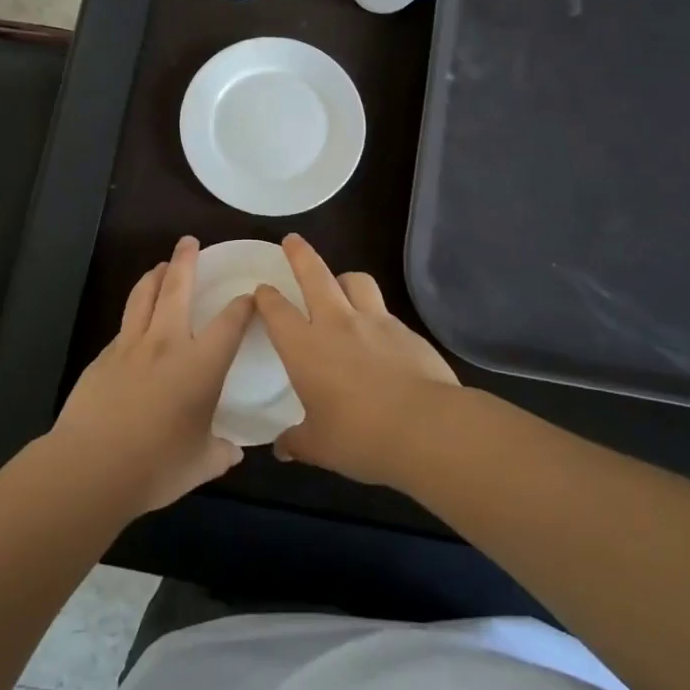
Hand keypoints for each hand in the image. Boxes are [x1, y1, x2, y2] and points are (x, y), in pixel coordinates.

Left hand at [51, 237, 251, 515]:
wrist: (92, 466)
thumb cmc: (157, 465)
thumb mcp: (200, 463)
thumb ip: (220, 452)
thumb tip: (232, 451)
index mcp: (200, 364)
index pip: (230, 322)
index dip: (243, 305)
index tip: (250, 296)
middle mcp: (167, 343)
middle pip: (177, 288)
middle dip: (186, 261)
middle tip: (189, 242)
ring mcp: (130, 346)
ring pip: (143, 296)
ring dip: (155, 276)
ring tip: (161, 266)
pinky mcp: (103, 357)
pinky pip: (124, 325)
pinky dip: (134, 313)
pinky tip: (135, 320)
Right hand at [253, 234, 460, 486]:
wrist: (427, 428)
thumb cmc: (360, 437)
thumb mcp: (320, 447)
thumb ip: (297, 442)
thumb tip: (282, 449)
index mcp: (305, 347)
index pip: (277, 310)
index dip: (266, 297)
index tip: (261, 289)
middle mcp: (336, 323)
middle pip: (315, 274)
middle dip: (300, 254)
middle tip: (292, 240)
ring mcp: (375, 322)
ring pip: (356, 281)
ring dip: (343, 278)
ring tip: (341, 284)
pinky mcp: (406, 330)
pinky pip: (385, 311)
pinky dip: (375, 313)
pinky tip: (379, 335)